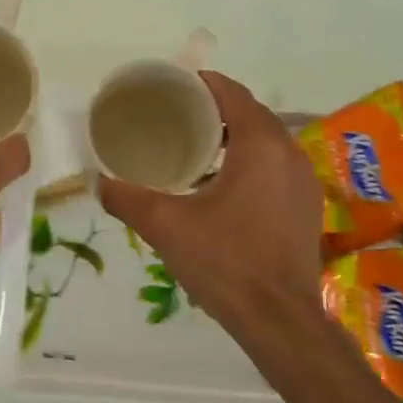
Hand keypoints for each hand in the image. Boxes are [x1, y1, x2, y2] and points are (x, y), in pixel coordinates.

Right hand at [99, 72, 322, 338]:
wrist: (278, 319)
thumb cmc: (224, 262)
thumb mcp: (165, 226)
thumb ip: (126, 198)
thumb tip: (97, 182)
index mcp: (260, 144)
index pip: (231, 93)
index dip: (200, 84)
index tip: (170, 87)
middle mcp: (289, 153)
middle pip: (249, 114)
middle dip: (213, 110)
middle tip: (173, 117)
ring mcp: (303, 180)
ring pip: (265, 141)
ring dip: (232, 137)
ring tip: (192, 148)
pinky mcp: (306, 206)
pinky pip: (275, 166)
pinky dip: (249, 162)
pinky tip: (220, 185)